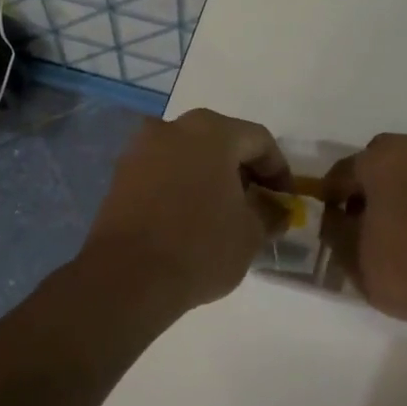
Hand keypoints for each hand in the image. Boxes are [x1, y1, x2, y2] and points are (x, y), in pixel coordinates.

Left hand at [80, 108, 291, 312]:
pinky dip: (182, 188)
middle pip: (221, 142)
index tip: (286, 202)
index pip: (259, 141)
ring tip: (223, 215)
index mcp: (212, 131)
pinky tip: (190, 219)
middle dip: (243, 172)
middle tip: (258, 205)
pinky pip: (163, 173)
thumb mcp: (251, 234)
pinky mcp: (120, 176)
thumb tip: (275, 210)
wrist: (126, 277)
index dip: (279, 171)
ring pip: (189, 156)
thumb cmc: (200, 247)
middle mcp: (173, 127)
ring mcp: (141, 149)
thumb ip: (269, 213)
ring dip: (210, 178)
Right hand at [321, 134, 406, 328]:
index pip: (346, 170)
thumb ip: (335, 227)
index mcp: (387, 157)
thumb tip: (337, 217)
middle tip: (368, 220)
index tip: (330, 217)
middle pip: (389, 163)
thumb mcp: (351, 255)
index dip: (333, 194)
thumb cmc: (406, 269)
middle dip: (376, 187)